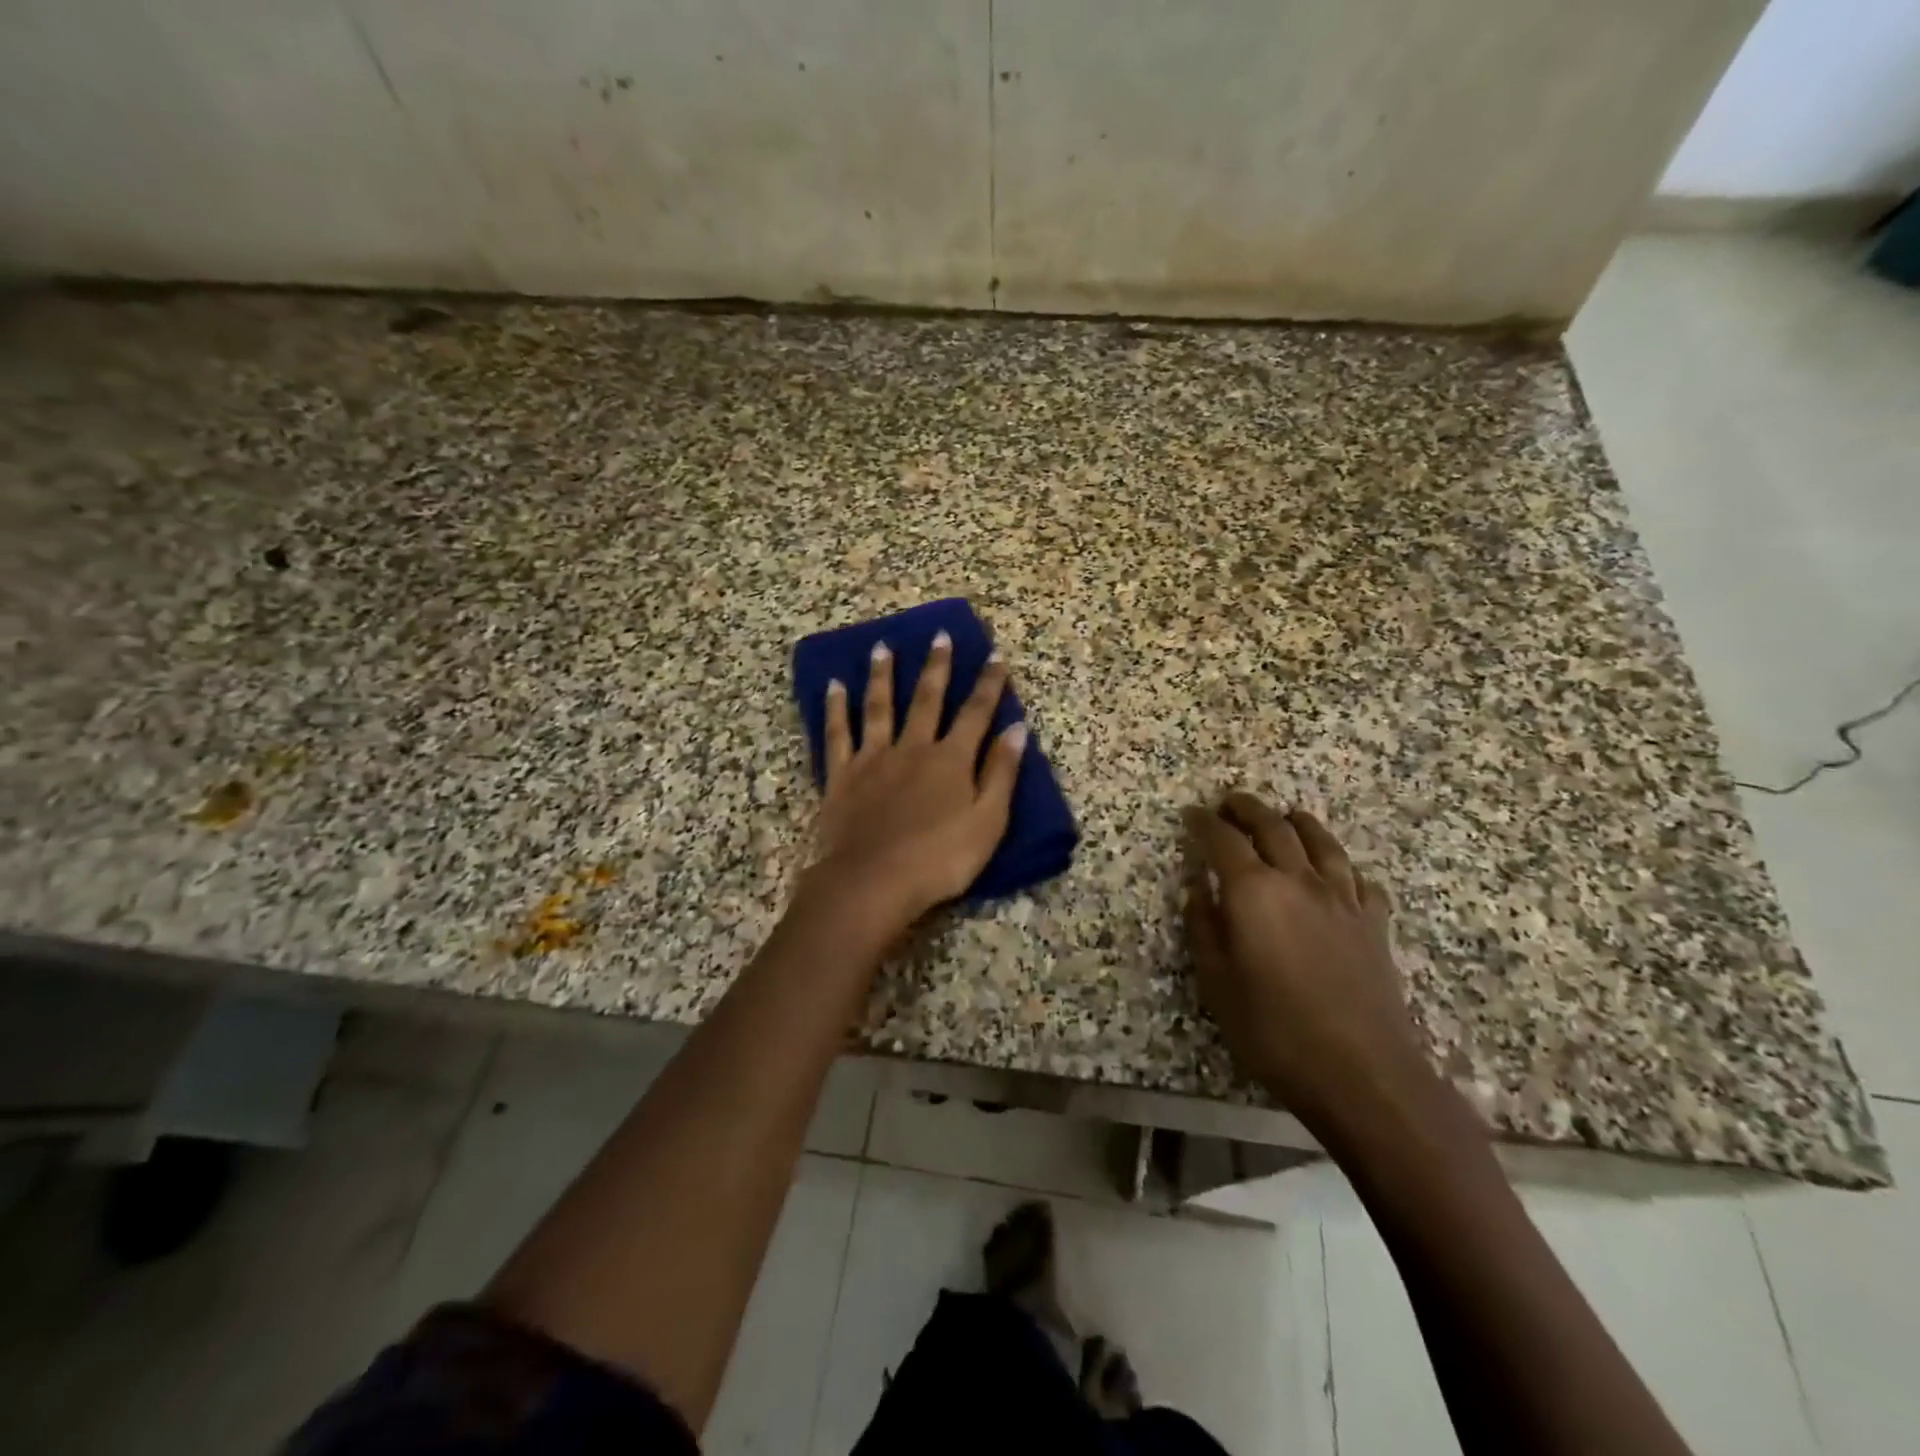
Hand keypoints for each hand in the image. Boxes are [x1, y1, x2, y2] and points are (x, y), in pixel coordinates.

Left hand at [803, 632, 1028, 938]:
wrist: (873, 882)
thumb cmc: (940, 859)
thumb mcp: (988, 822)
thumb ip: (1002, 773)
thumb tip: (1016, 728)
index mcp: (951, 760)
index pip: (976, 713)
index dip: (989, 684)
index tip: (996, 655)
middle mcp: (913, 748)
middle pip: (927, 699)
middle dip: (937, 666)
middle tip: (939, 635)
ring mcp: (873, 759)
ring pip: (879, 707)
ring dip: (882, 675)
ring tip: (882, 647)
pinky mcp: (841, 776)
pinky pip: (837, 734)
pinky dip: (835, 709)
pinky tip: (833, 686)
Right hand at [1183, 792, 1428, 1137]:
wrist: (1362, 1071)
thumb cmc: (1274, 1030)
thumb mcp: (1217, 983)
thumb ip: (1204, 928)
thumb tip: (1196, 889)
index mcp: (1253, 892)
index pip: (1222, 841)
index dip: (1203, 823)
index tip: (1191, 814)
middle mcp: (1298, 880)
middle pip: (1272, 827)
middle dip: (1247, 809)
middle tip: (1229, 802)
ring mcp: (1342, 899)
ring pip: (1320, 841)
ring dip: (1297, 822)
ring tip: (1285, 816)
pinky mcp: (1373, 923)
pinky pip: (1359, 878)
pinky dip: (1342, 865)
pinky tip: (1338, 873)